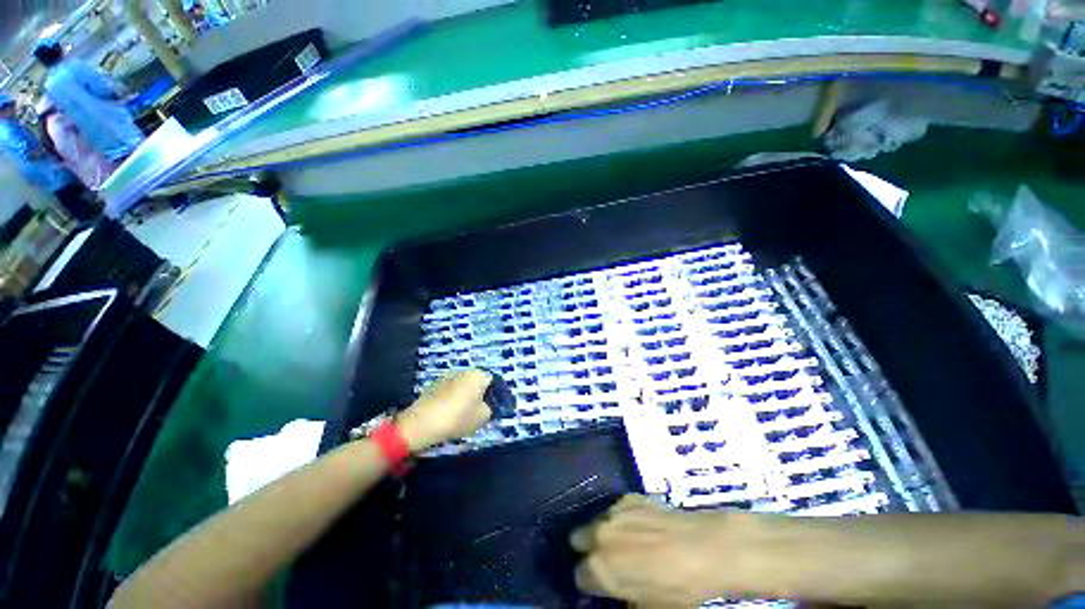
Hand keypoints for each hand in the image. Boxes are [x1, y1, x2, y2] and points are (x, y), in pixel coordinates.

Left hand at [396, 369, 492, 451]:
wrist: (420, 424)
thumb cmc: (457, 418)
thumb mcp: (482, 417)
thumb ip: (489, 409)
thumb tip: (486, 406)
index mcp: (477, 375)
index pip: (492, 381)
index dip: (493, 395)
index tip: (490, 409)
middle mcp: (463, 371)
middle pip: (476, 382)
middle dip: (478, 395)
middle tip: (477, 413)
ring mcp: (446, 377)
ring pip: (461, 387)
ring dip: (463, 397)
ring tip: (461, 415)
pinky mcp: (432, 386)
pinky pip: (448, 392)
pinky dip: (450, 400)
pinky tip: (447, 415)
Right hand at [571, 495, 766, 605]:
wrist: (703, 548)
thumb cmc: (676, 590)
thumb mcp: (647, 607)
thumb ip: (623, 599)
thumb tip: (617, 593)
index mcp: (599, 568)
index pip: (579, 576)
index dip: (591, 583)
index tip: (603, 585)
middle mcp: (599, 535)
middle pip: (578, 539)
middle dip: (590, 550)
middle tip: (610, 560)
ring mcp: (613, 511)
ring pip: (597, 522)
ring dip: (606, 533)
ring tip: (631, 543)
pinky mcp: (628, 497)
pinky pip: (617, 510)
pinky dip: (624, 519)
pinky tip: (645, 527)